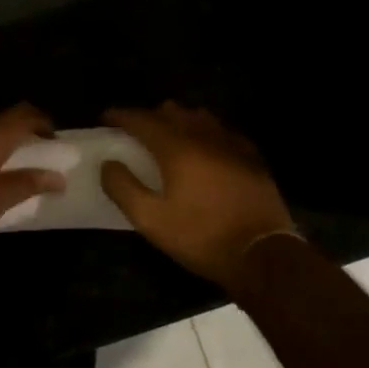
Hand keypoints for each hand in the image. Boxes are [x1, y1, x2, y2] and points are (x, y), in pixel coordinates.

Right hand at [100, 102, 298, 293]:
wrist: (262, 255)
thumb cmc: (201, 237)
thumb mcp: (151, 220)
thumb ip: (123, 188)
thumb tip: (109, 164)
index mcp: (177, 148)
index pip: (142, 120)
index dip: (121, 116)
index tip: (106, 118)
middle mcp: (204, 137)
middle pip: (172, 111)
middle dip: (150, 116)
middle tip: (136, 132)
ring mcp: (232, 144)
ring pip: (200, 117)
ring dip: (179, 120)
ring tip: (169, 137)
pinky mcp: (252, 157)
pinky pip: (223, 131)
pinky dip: (206, 132)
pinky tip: (205, 148)